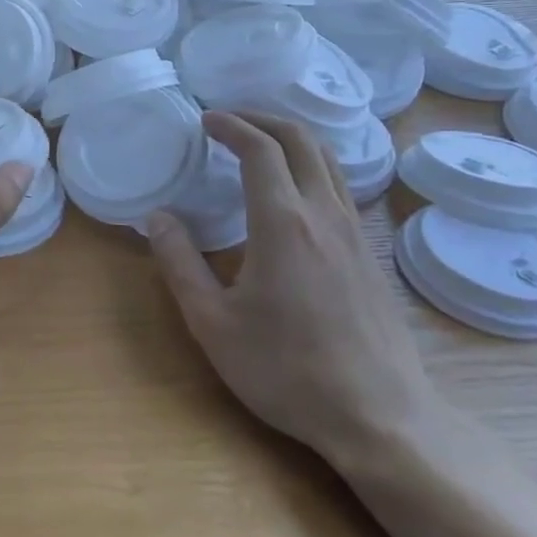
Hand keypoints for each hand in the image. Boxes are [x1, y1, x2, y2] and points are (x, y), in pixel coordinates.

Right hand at [147, 112, 438, 464]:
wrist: (378, 417)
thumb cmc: (285, 369)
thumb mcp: (211, 322)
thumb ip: (179, 263)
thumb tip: (157, 217)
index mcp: (283, 223)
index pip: (260, 149)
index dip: (231, 125)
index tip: (204, 120)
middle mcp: (324, 215)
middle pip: (301, 140)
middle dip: (263, 119)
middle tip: (228, 121)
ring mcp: (354, 234)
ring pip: (328, 160)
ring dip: (291, 139)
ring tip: (258, 144)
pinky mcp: (368, 255)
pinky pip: (340, 187)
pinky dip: (311, 166)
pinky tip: (292, 193)